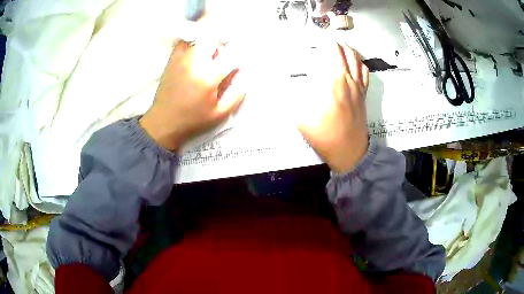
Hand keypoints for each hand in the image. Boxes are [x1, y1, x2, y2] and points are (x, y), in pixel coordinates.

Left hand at [140, 40, 244, 150]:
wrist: (163, 122)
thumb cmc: (193, 120)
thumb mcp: (220, 114)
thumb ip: (236, 94)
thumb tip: (243, 75)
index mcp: (209, 77)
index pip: (231, 55)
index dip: (240, 54)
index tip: (239, 61)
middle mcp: (195, 62)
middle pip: (215, 39)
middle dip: (223, 45)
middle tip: (223, 58)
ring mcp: (182, 58)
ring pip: (201, 37)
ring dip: (210, 43)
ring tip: (209, 57)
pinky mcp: (173, 58)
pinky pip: (186, 41)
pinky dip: (194, 42)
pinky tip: (197, 52)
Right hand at [296, 43, 369, 172]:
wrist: (350, 153)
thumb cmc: (325, 136)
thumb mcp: (300, 118)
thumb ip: (290, 99)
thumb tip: (279, 86)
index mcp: (334, 81)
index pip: (332, 52)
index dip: (325, 43)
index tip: (316, 40)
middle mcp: (349, 80)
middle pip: (346, 53)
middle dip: (336, 44)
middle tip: (327, 41)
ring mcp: (359, 88)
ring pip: (358, 61)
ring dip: (349, 50)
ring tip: (340, 47)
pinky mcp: (364, 96)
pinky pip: (365, 74)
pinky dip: (360, 64)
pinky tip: (355, 64)